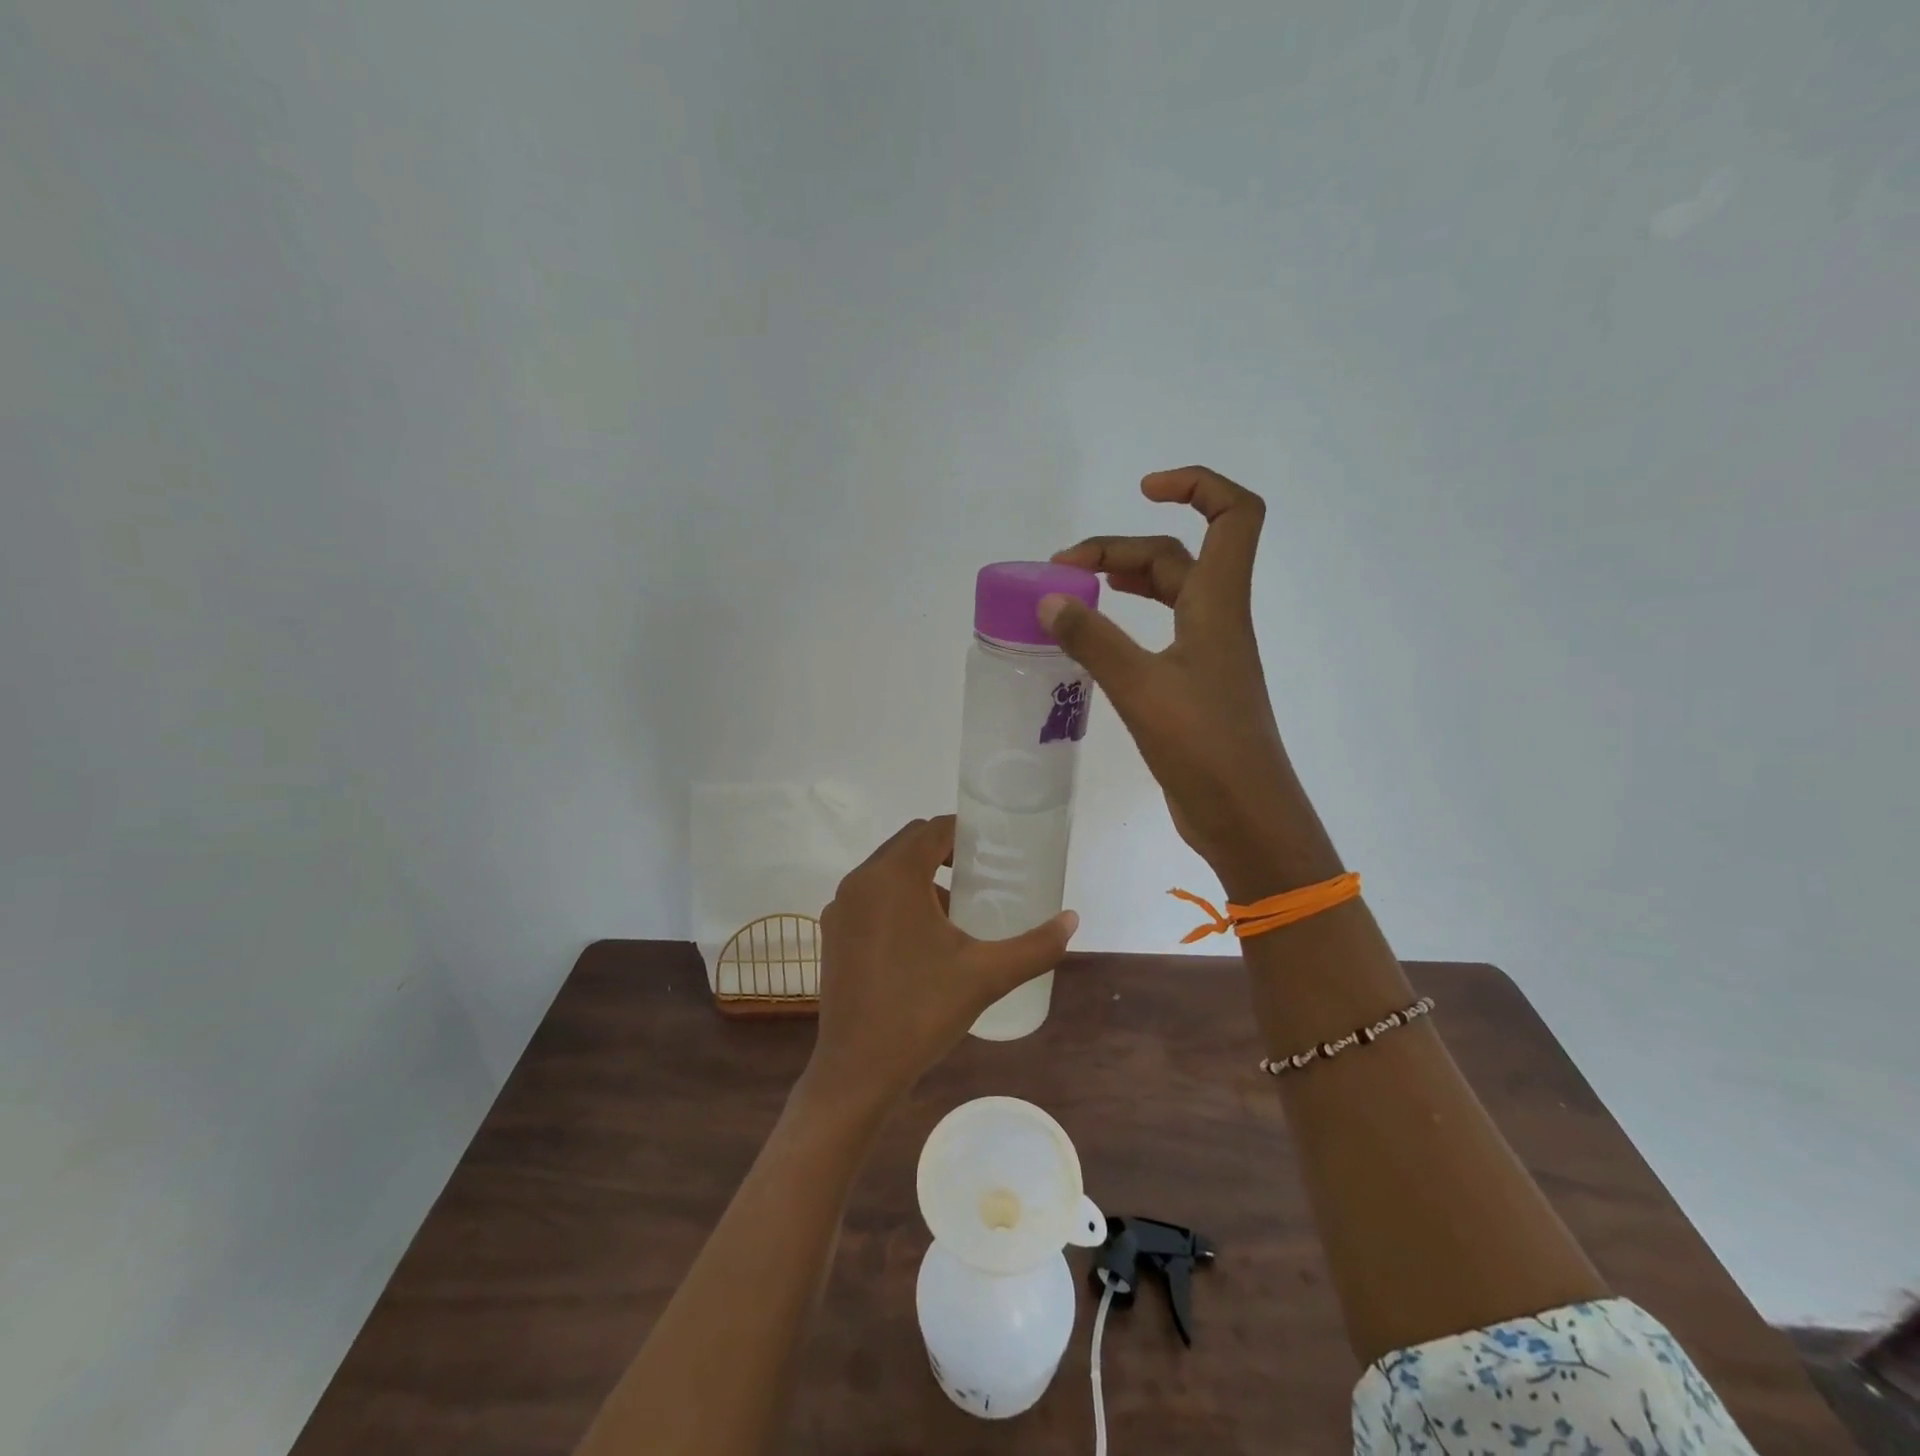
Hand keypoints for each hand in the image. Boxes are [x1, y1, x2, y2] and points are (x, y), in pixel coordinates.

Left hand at [803, 816, 1078, 1110]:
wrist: (857, 1071)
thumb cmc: (922, 1012)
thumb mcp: (986, 975)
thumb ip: (1035, 945)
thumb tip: (1072, 921)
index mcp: (894, 876)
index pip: (933, 829)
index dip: (966, 831)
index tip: (994, 849)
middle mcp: (860, 881)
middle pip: (908, 843)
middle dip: (944, 851)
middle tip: (981, 874)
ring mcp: (840, 907)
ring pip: (886, 870)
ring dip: (920, 875)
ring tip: (956, 907)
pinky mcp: (832, 933)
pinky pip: (869, 896)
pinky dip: (896, 898)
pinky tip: (921, 937)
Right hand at [1040, 466, 1339, 899]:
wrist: (1246, 818)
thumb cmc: (1204, 747)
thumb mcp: (1141, 688)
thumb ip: (1093, 640)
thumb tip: (1050, 598)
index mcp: (1218, 605)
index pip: (1233, 515)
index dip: (1197, 485)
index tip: (1144, 489)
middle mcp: (1217, 621)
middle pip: (1178, 556)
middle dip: (1121, 547)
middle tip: (1063, 568)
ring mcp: (1207, 656)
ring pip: (1170, 595)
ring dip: (1127, 579)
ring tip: (1077, 586)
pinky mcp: (1194, 689)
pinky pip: (1160, 635)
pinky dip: (1128, 623)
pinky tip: (1097, 640)